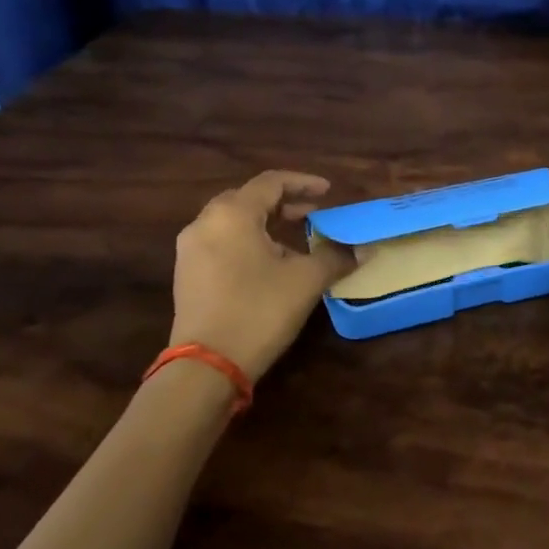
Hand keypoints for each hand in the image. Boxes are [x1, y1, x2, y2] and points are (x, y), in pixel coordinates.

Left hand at [169, 171, 354, 381]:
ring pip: (233, 222)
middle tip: (312, 214)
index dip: (303, 183)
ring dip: (265, 224)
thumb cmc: (258, 311)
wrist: (206, 366)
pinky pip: (221, 243)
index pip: (271, 182)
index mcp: (233, 214)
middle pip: (248, 199)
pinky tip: (269, 265)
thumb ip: (335, 257)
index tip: (329, 191)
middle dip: (283, 203)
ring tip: (295, 241)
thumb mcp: (306, 280)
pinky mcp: (186, 275)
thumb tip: (362, 250)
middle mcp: (205, 223)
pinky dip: (248, 242)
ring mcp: (190, 250)